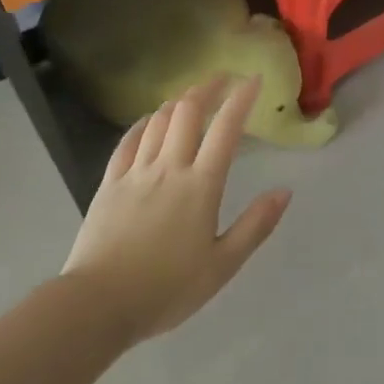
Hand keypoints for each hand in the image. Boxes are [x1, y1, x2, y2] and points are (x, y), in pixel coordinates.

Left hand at [63, 75, 289, 344]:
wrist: (98, 304)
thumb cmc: (166, 289)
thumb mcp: (222, 266)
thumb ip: (255, 226)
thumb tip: (285, 191)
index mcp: (200, 186)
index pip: (226, 129)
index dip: (241, 99)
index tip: (253, 79)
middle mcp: (169, 168)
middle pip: (188, 112)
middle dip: (207, 88)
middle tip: (221, 79)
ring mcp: (136, 172)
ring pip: (158, 121)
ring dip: (178, 102)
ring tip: (191, 97)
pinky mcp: (109, 183)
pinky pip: (128, 141)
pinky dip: (144, 123)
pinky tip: (150, 120)